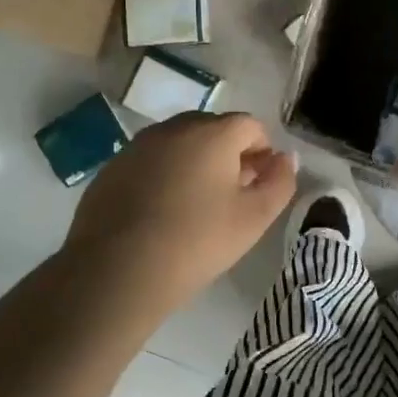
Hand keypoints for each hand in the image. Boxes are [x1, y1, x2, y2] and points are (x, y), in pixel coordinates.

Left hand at [65, 111, 297, 307]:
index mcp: (212, 133)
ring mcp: (137, 146)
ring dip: (195, 163)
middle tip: (232, 195)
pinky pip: (150, 162)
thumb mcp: (255, 218)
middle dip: (229, 154)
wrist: (118, 271)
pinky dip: (163, 176)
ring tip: (196, 205)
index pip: (250, 125)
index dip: (262, 151)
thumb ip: (280, 182)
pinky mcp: (112, 168)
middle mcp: (173, 128)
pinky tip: (161, 213)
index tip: (259, 184)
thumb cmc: (198, 241)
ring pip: (179, 144)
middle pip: (212, 129)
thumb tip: (285, 158)